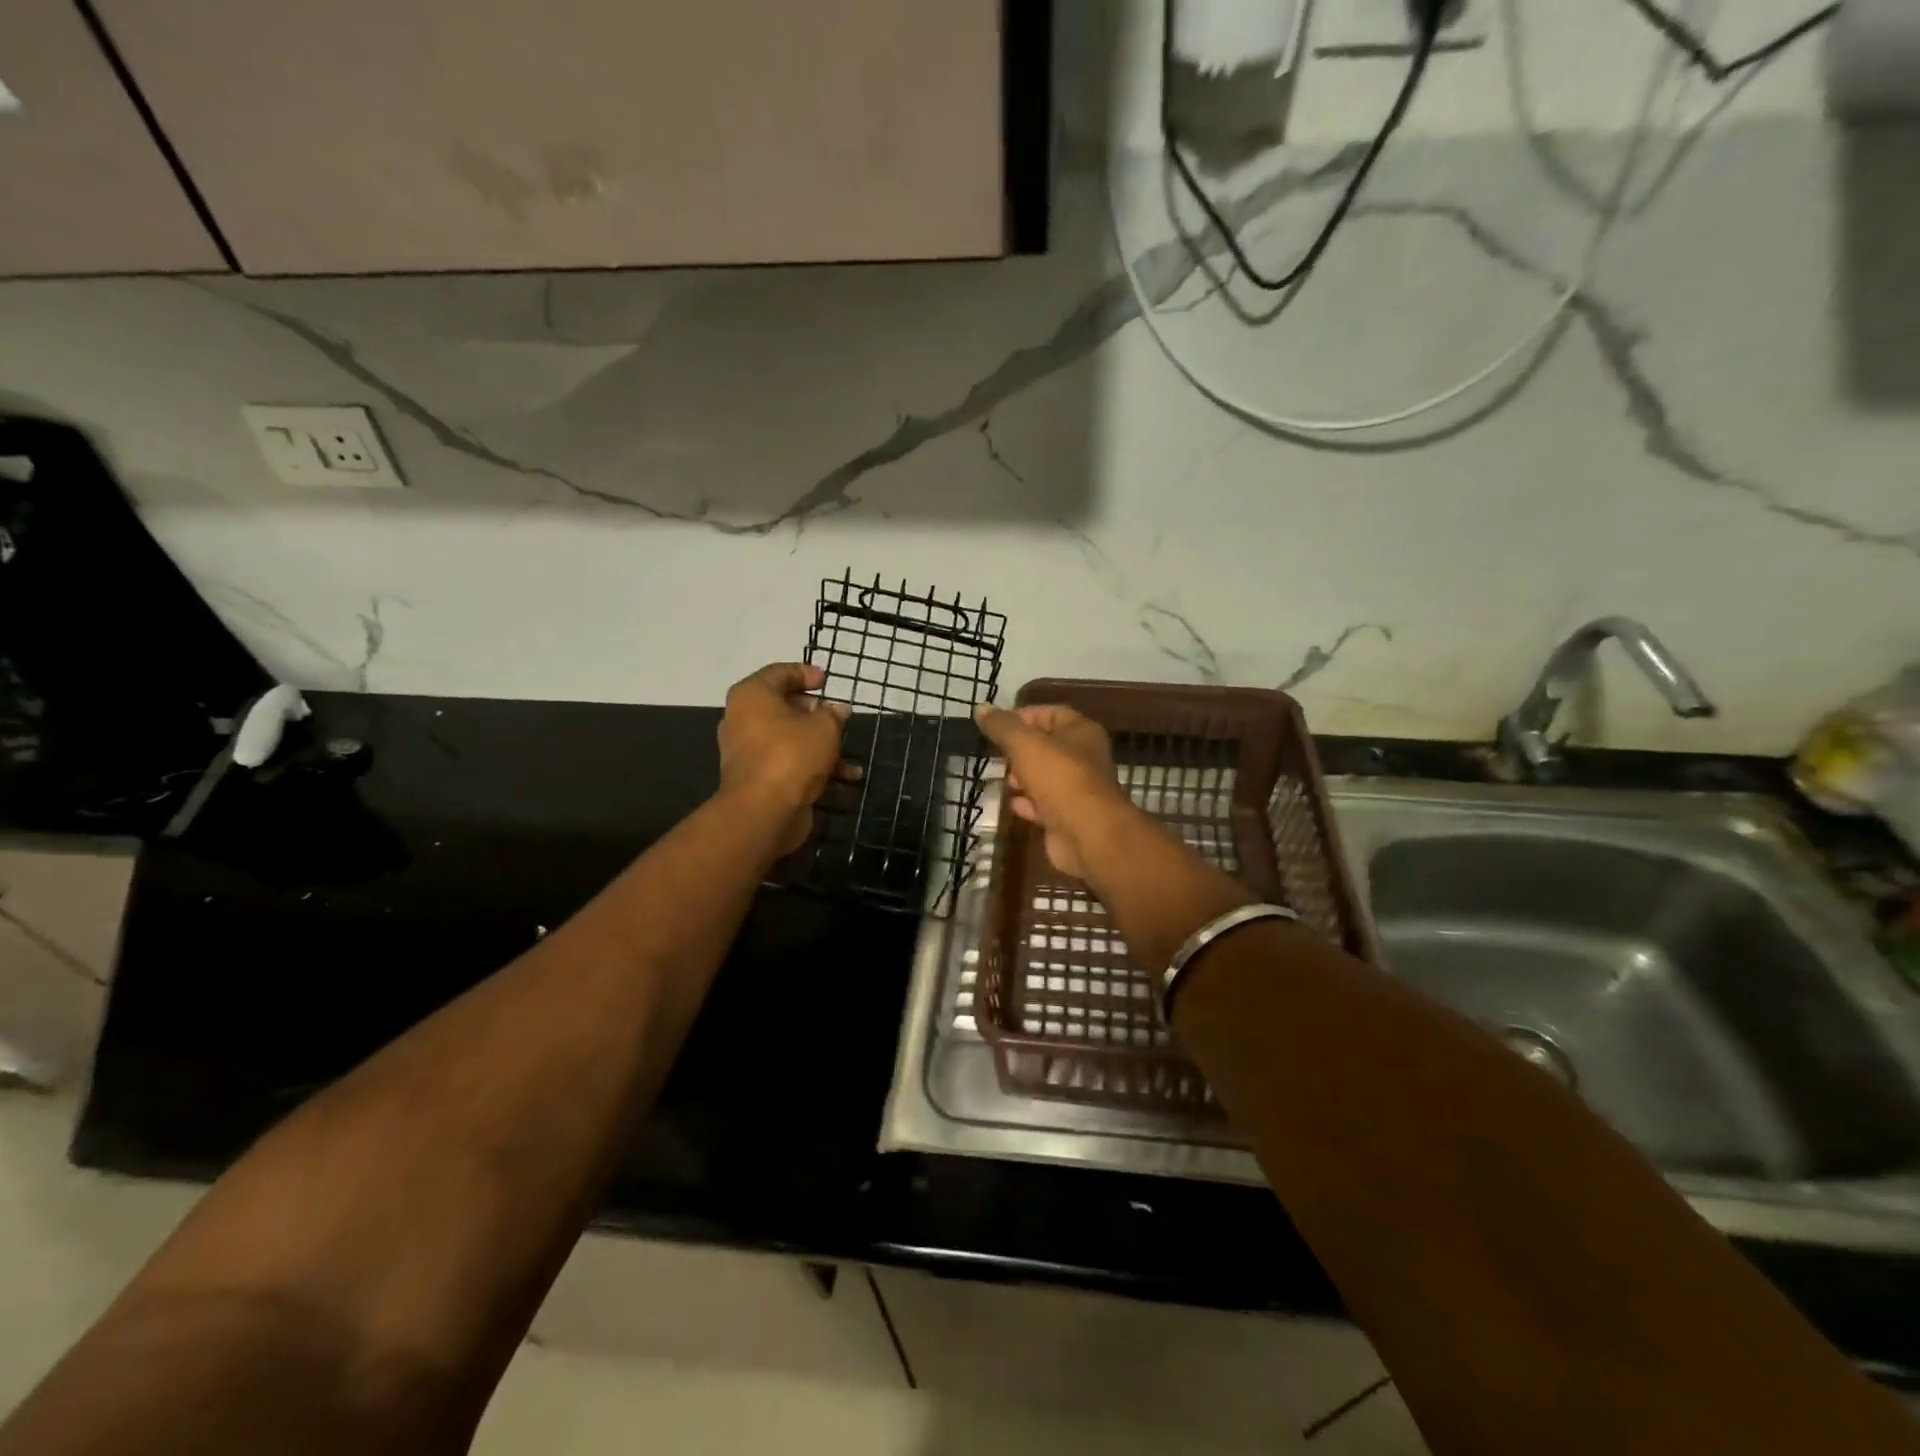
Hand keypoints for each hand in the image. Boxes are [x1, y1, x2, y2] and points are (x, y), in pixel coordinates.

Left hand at [718, 663, 849, 855]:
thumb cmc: (791, 755)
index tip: (826, 680)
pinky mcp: (757, 778)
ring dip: (819, 744)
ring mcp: (747, 751)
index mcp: (752, 696)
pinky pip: (788, 763)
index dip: (805, 673)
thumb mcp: (824, 727)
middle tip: (836, 715)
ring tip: (847, 751)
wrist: (764, 810)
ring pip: (788, 738)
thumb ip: (832, 714)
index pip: (779, 673)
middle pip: (782, 706)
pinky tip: (844, 778)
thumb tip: (836, 710)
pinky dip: (813, 767)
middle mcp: (743, 719)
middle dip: (814, 712)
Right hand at [973, 703, 1128, 879]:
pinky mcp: (1068, 817)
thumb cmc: (1059, 778)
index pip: (1051, 713)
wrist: (1086, 834)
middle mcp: (1083, 758)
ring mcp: (1077, 790)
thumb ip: (1002, 726)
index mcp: (1081, 732)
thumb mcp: (1025, 744)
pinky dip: (1028, 803)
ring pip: (1045, 777)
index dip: (1023, 715)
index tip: (995, 725)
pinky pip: (1044, 805)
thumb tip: (982, 708)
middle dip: (1020, 749)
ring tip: (1001, 777)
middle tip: (996, 753)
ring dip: (1023, 777)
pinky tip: (1012, 804)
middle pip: (1048, 746)